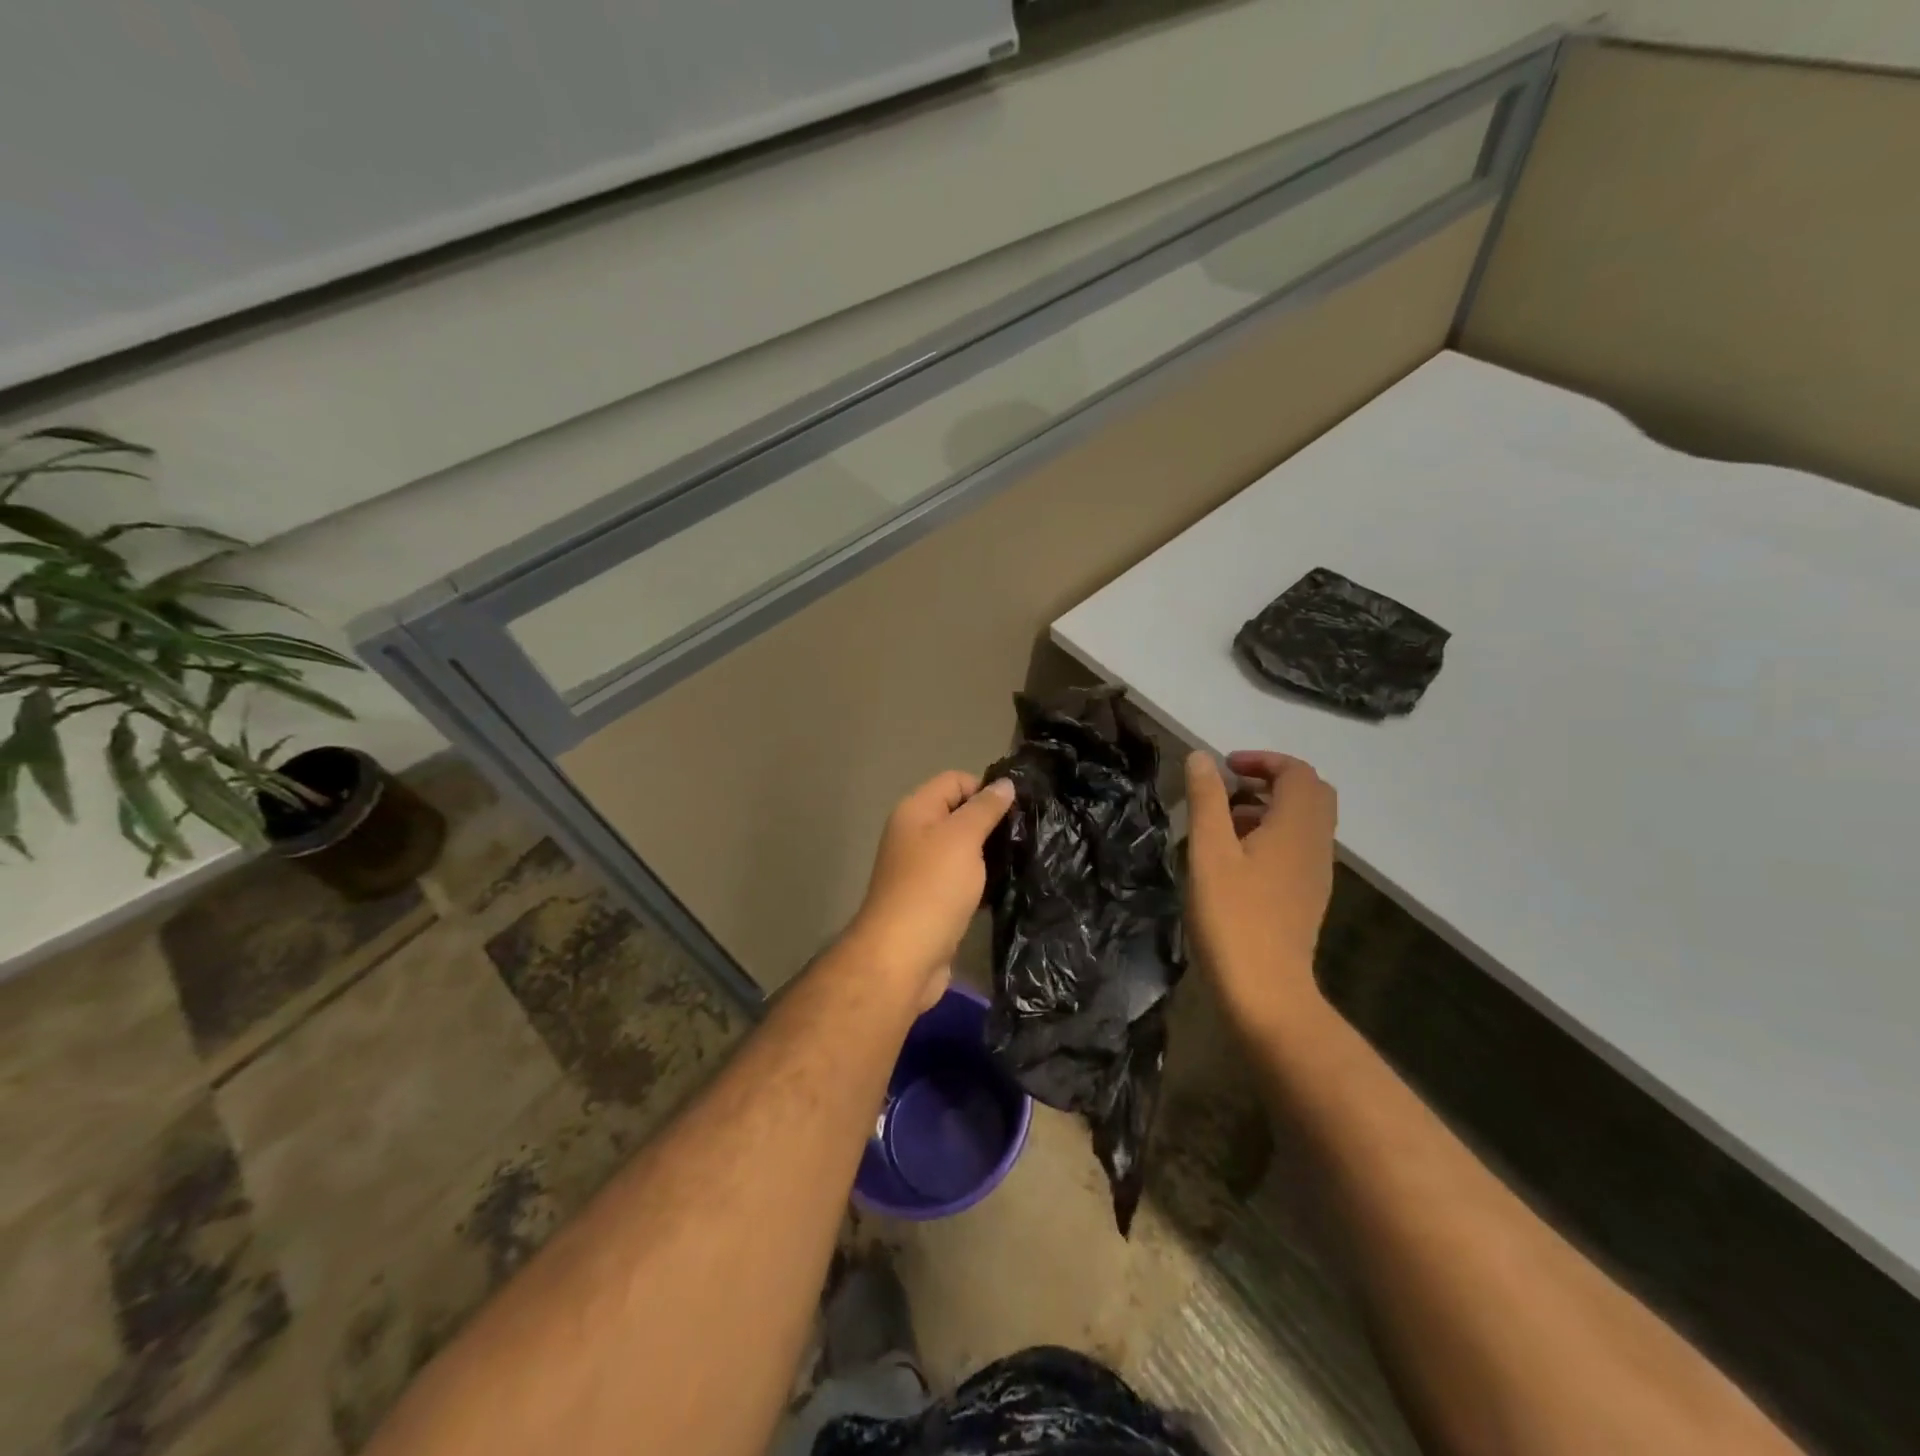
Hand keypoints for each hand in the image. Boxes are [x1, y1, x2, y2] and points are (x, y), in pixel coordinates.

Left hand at [846, 771, 1015, 1011]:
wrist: (903, 958)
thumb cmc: (932, 888)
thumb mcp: (962, 838)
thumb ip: (984, 808)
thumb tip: (1005, 783)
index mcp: (916, 812)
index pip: (955, 781)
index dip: (986, 789)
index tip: (1018, 809)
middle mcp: (916, 836)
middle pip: (960, 814)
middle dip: (992, 822)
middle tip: (1028, 835)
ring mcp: (923, 870)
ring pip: (964, 850)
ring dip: (990, 854)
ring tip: (1024, 859)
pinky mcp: (934, 901)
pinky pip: (964, 880)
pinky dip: (983, 881)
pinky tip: (1008, 887)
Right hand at [1184, 750, 1337, 1031]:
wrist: (1266, 991)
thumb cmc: (1233, 917)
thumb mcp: (1209, 852)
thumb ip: (1207, 800)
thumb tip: (1202, 757)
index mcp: (1296, 827)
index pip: (1297, 772)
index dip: (1263, 760)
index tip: (1224, 767)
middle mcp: (1316, 844)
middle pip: (1310, 793)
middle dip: (1271, 780)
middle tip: (1230, 787)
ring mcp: (1316, 872)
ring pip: (1304, 821)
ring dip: (1269, 807)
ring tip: (1223, 821)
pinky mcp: (1307, 895)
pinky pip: (1298, 846)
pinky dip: (1272, 834)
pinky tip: (1235, 858)